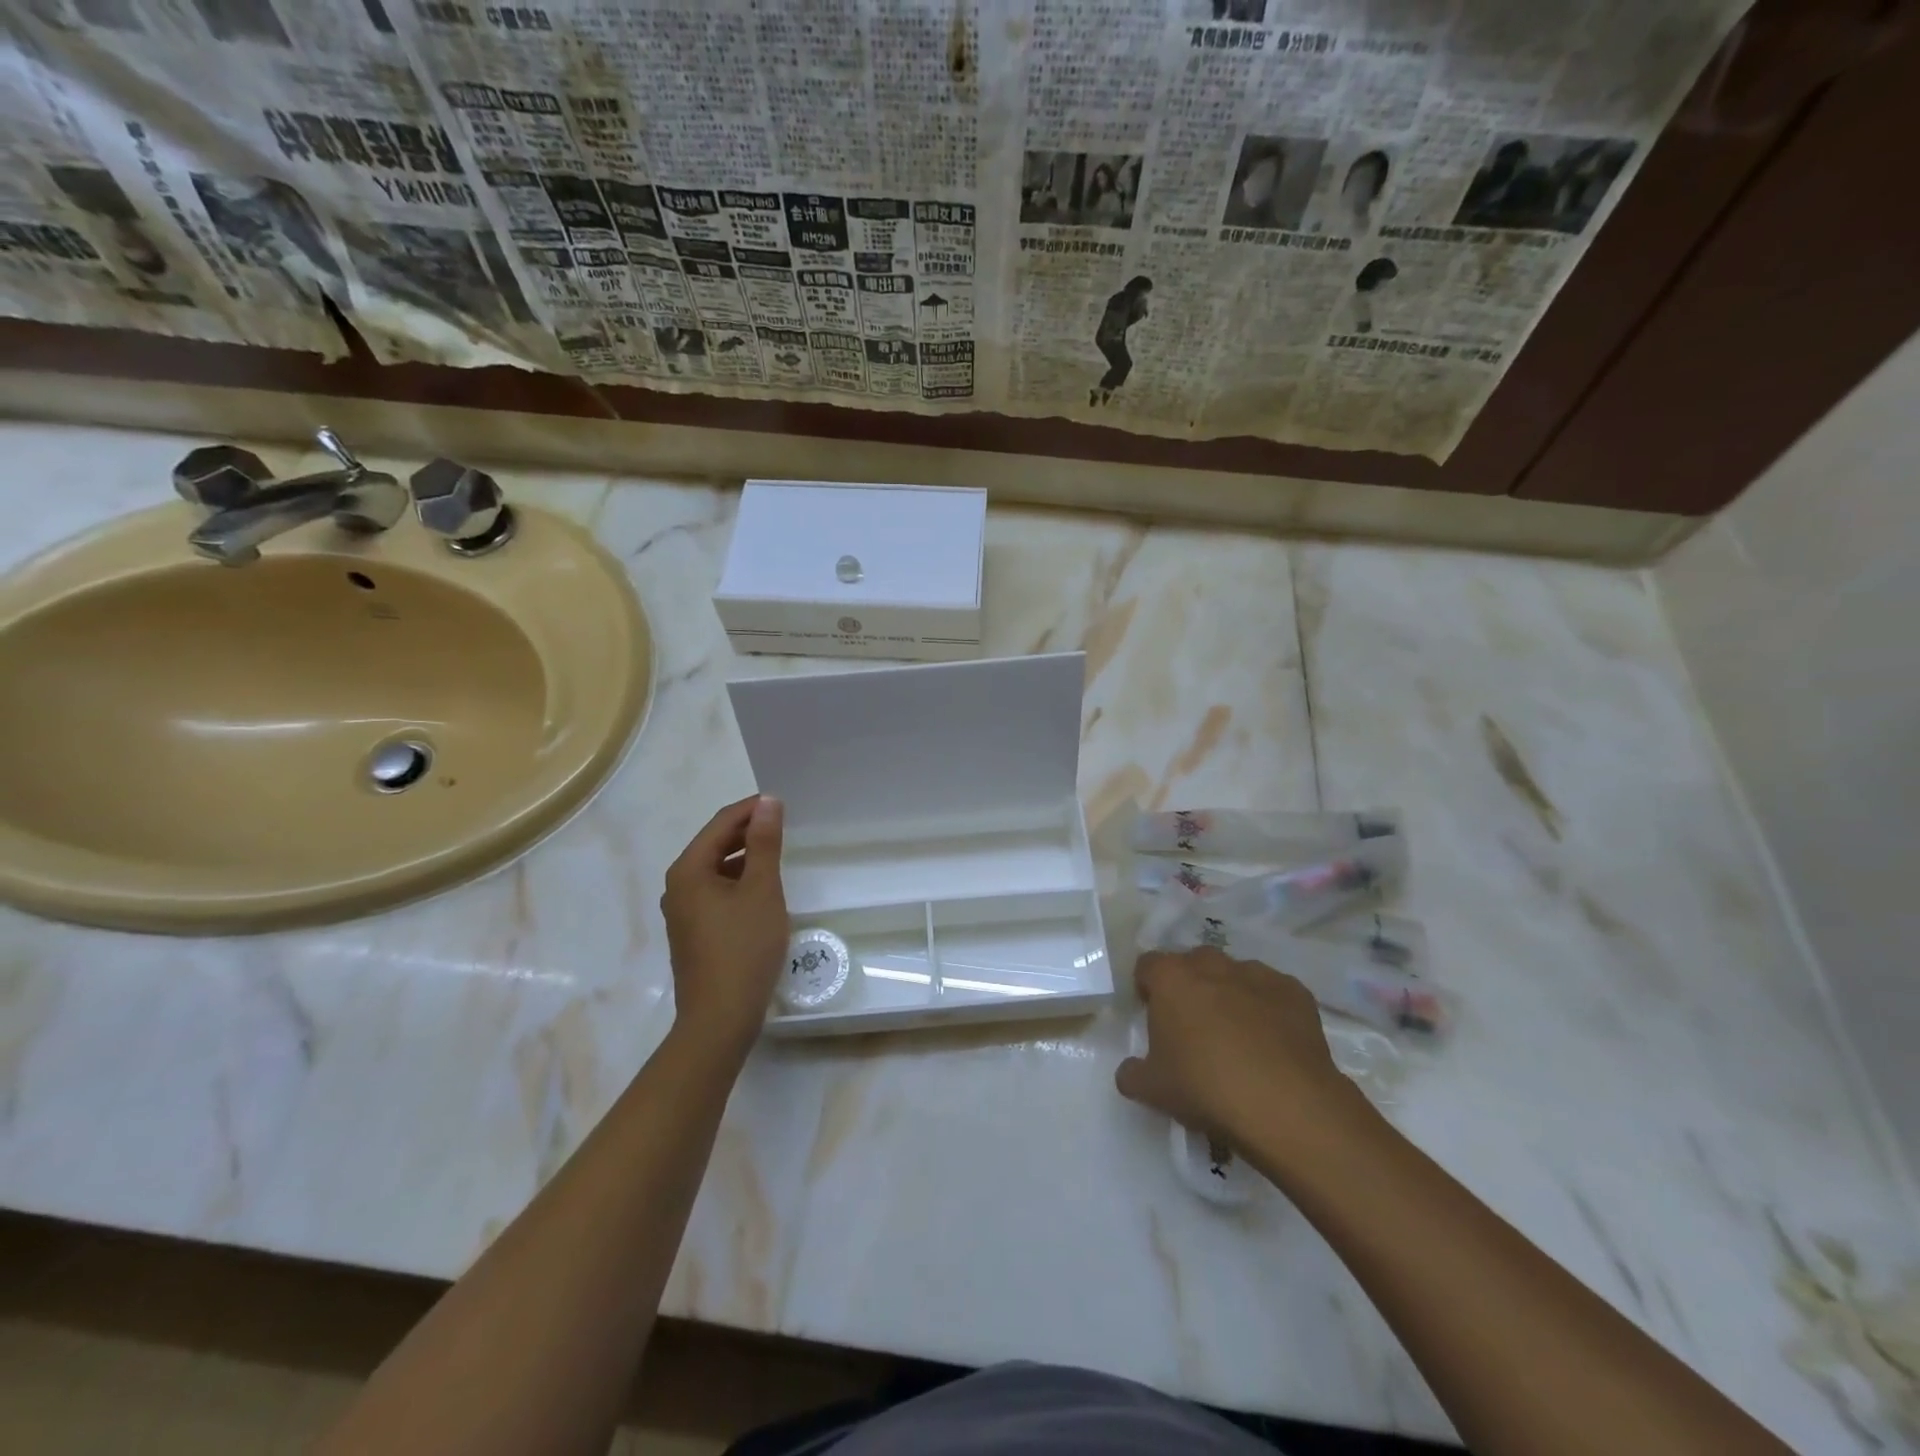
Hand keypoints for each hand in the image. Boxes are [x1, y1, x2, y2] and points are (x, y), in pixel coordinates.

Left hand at [661, 795, 787, 1054]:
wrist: (719, 1019)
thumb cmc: (743, 948)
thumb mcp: (761, 890)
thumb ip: (765, 844)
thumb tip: (768, 802)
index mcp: (689, 870)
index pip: (721, 823)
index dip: (751, 809)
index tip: (784, 804)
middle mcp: (678, 886)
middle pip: (715, 844)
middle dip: (748, 832)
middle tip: (785, 826)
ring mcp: (683, 911)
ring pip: (716, 870)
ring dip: (745, 857)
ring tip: (779, 855)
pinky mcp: (693, 932)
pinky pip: (716, 892)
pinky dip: (739, 882)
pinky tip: (763, 891)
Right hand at [1115, 948, 1369, 1164]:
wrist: (1286, 1105)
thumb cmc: (1205, 1088)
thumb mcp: (1152, 1090)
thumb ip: (1132, 1073)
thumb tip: (1130, 1070)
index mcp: (1171, 978)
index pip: (1148, 965)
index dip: (1147, 987)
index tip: (1153, 1015)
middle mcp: (1212, 965)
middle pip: (1193, 964)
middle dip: (1191, 986)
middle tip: (1194, 1026)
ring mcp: (1257, 974)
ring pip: (1235, 975)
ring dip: (1230, 994)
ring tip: (1238, 1036)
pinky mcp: (1295, 992)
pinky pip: (1273, 993)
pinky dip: (1269, 1009)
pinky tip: (1273, 1044)